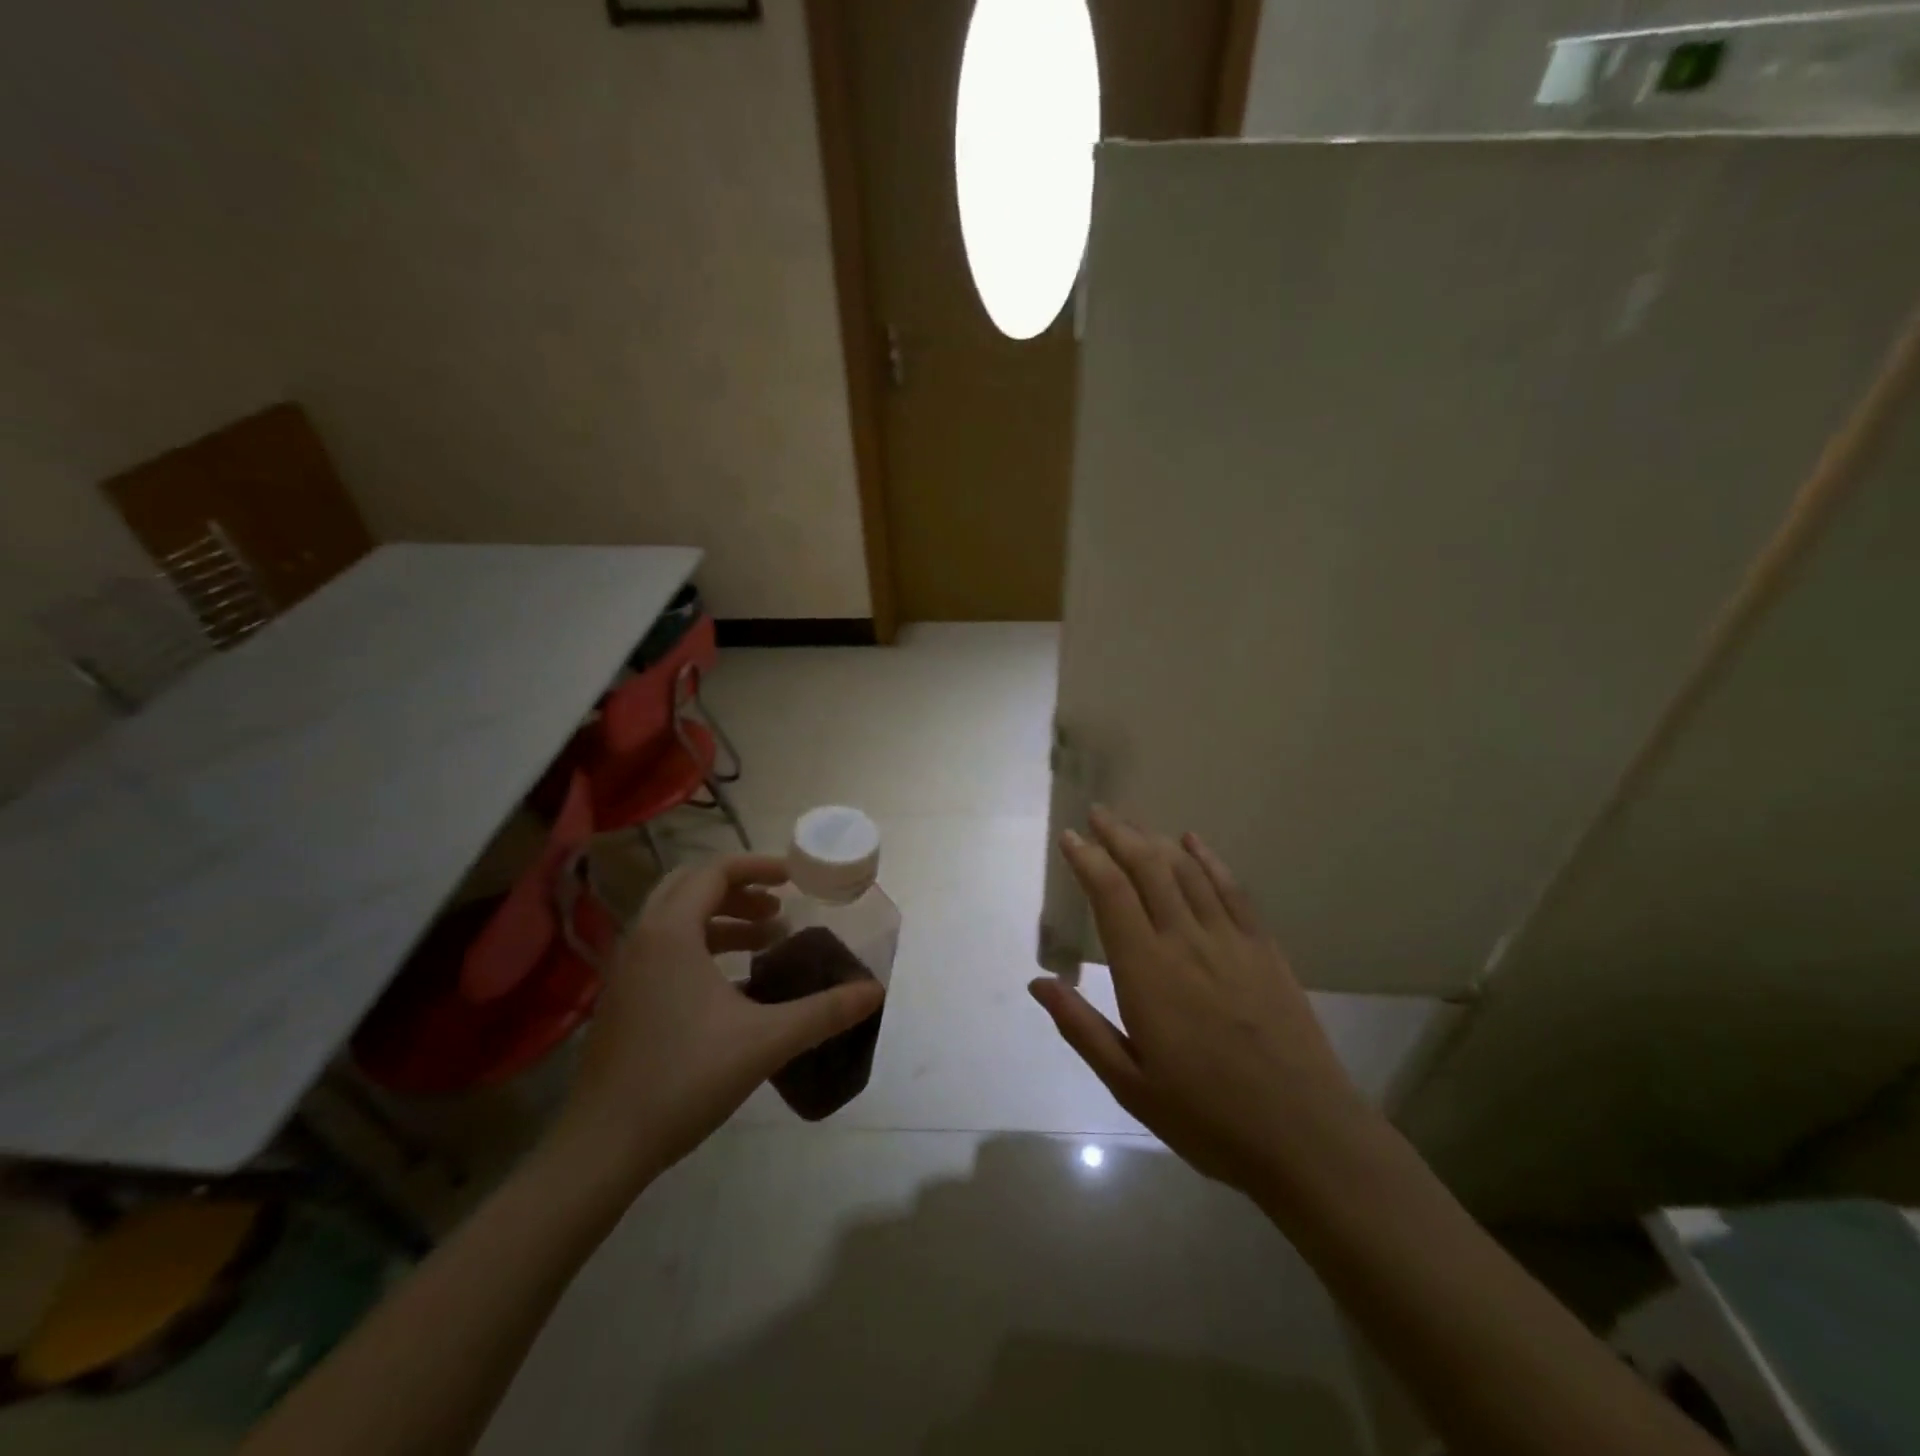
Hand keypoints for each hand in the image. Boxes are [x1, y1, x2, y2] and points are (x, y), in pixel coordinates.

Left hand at [550, 854, 884, 1190]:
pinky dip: (700, 946)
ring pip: (675, 919)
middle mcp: (642, 939)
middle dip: (738, 889)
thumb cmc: (685, 1078)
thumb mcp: (766, 1040)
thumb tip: (874, 992)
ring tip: (765, 941)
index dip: (758, 866)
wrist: (603, 1146)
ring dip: (720, 919)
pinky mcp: (621, 999)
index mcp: (671, 932)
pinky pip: (664, 948)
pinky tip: (733, 983)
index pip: (714, 872)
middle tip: (778, 908)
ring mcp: (624, 970)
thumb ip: (824, 1012)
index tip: (794, 878)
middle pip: (690, 886)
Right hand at [1030, 807, 1380, 1207]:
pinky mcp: (1264, 949)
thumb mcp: (1129, 1084)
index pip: (1110, 895)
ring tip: (1134, 824)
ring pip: (1187, 872)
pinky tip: (1195, 843)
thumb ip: (1081, 1027)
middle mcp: (1185, 941)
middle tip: (1098, 813)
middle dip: (1119, 835)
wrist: (1305, 1135)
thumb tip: (1038, 982)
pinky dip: (1210, 860)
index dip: (1088, 860)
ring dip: (1157, 841)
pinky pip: (1233, 890)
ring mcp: (1230, 940)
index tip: (1071, 838)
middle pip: (1148, 869)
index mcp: (1146, 972)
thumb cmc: (1207, 1117)